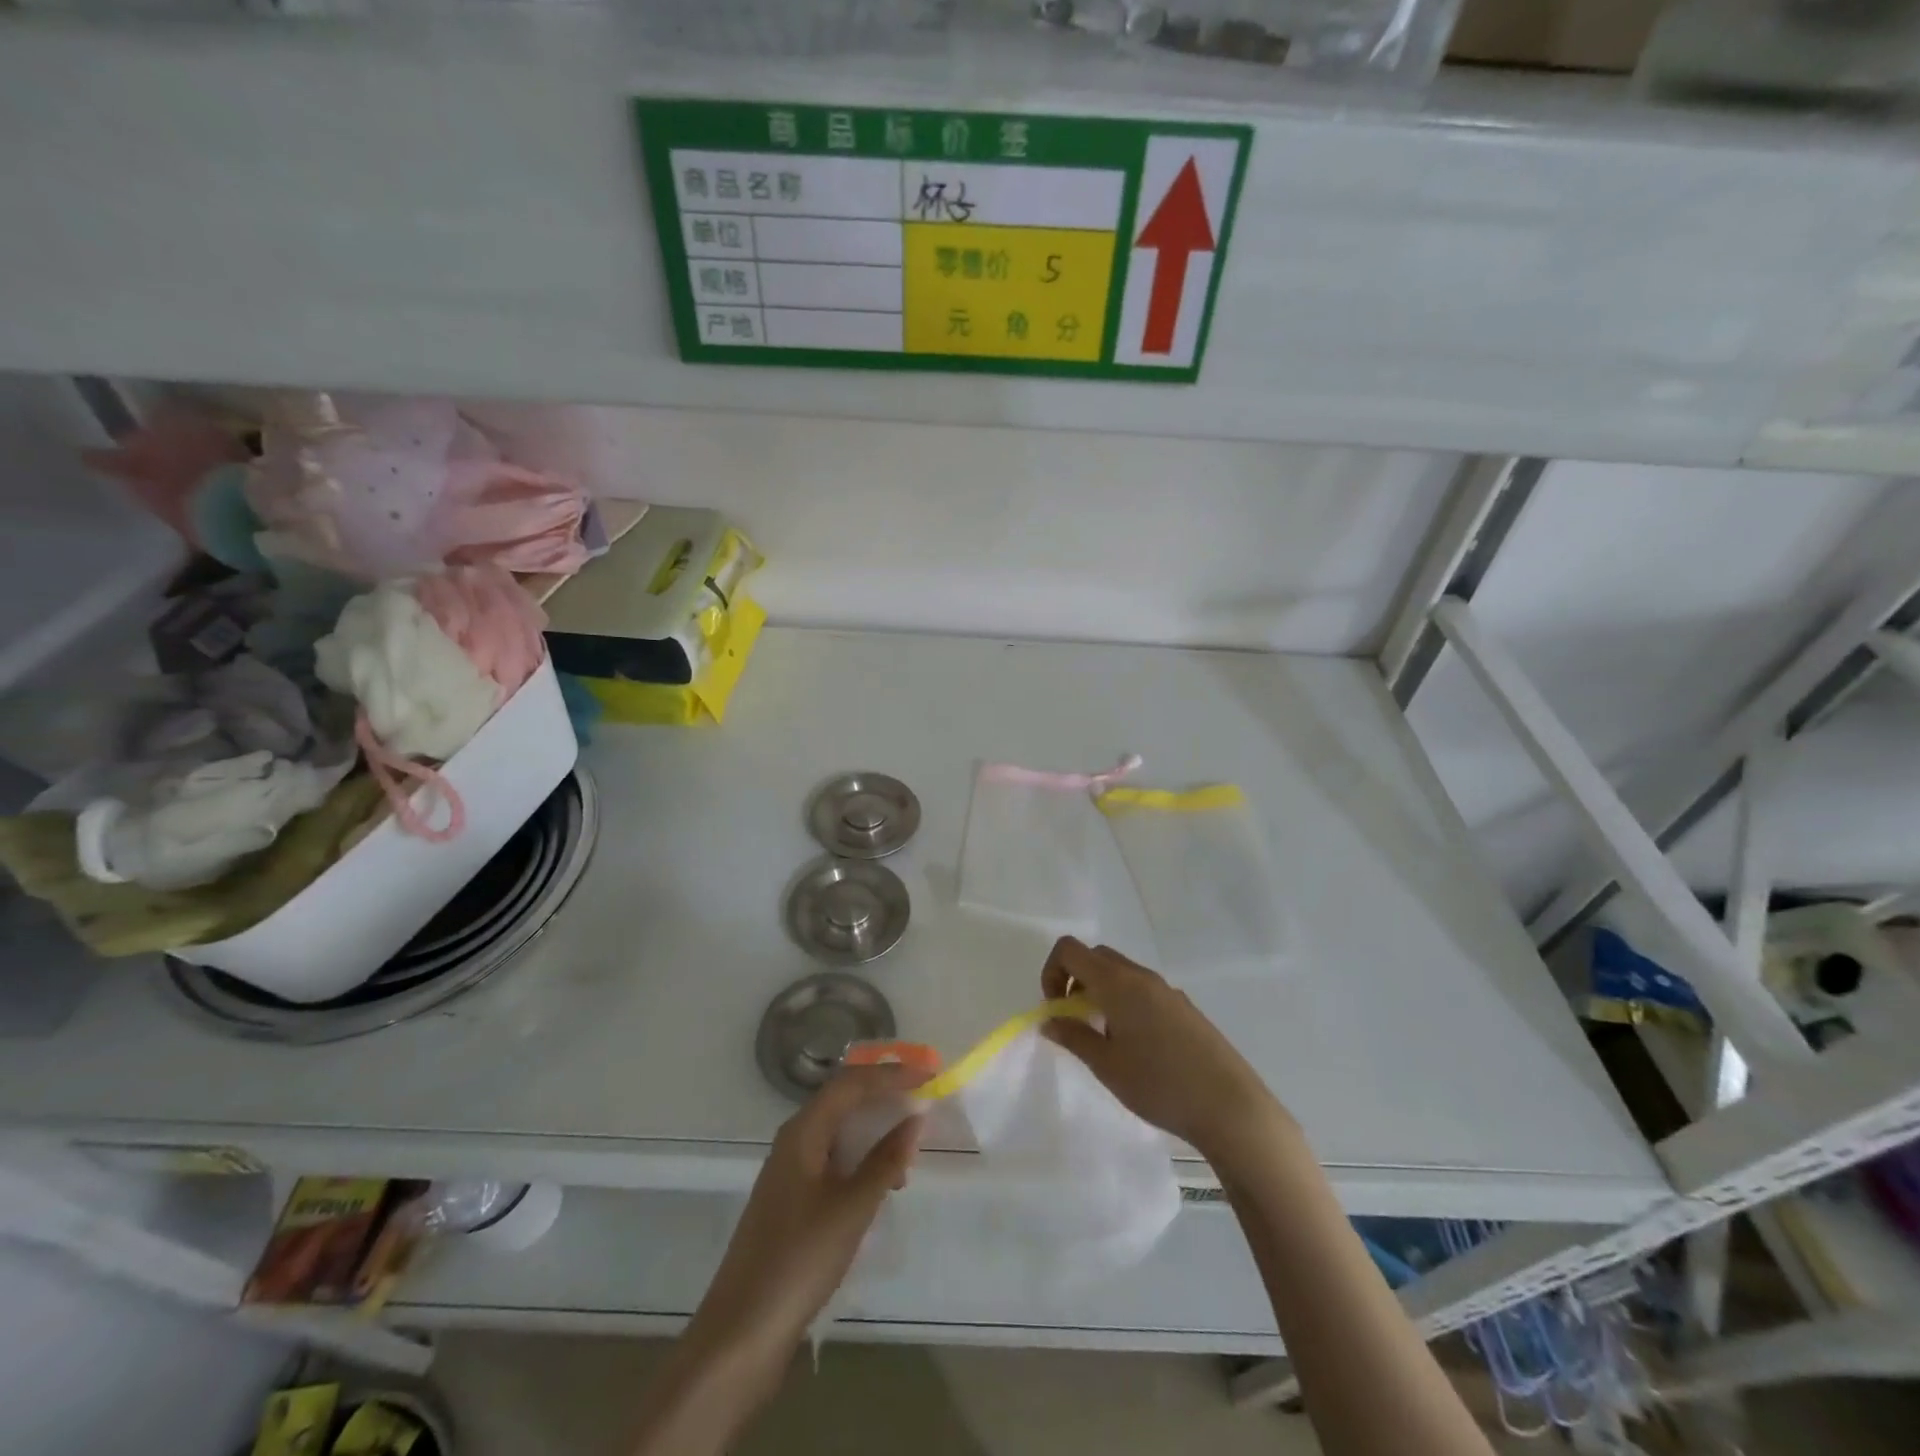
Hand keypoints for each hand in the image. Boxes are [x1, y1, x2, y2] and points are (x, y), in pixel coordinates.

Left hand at [685, 1063, 926, 1380]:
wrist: (741, 1332)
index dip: (891, 1074)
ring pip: (839, 1131)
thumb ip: (885, 1161)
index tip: (928, 1073)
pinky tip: (883, 1181)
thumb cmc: (799, 1260)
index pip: (851, 1083)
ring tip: (910, 1145)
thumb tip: (915, 1119)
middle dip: (883, 1093)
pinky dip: (862, 1158)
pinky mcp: (792, 1201)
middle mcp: (794, 1141)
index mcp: (803, 1131)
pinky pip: (834, 1159)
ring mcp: (790, 1172)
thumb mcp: (852, 1208)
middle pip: (843, 1100)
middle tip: (923, 1094)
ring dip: (875, 1129)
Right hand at [1041, 936, 1292, 1168]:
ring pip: (1121, 974)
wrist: (1230, 1106)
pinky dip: (1126, 1003)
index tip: (1055, 1009)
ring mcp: (1167, 990)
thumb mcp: (1106, 1065)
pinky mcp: (1185, 1008)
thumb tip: (1049, 1020)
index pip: (1070, 950)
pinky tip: (1138, 1048)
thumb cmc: (1159, 1084)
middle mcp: (1141, 976)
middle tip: (1075, 1021)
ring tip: (1105, 1039)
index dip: (1052, 972)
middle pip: (1096, 957)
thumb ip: (1074, 1037)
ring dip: (1101, 992)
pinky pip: (1143, 990)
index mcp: (1117, 982)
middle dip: (1075, 980)